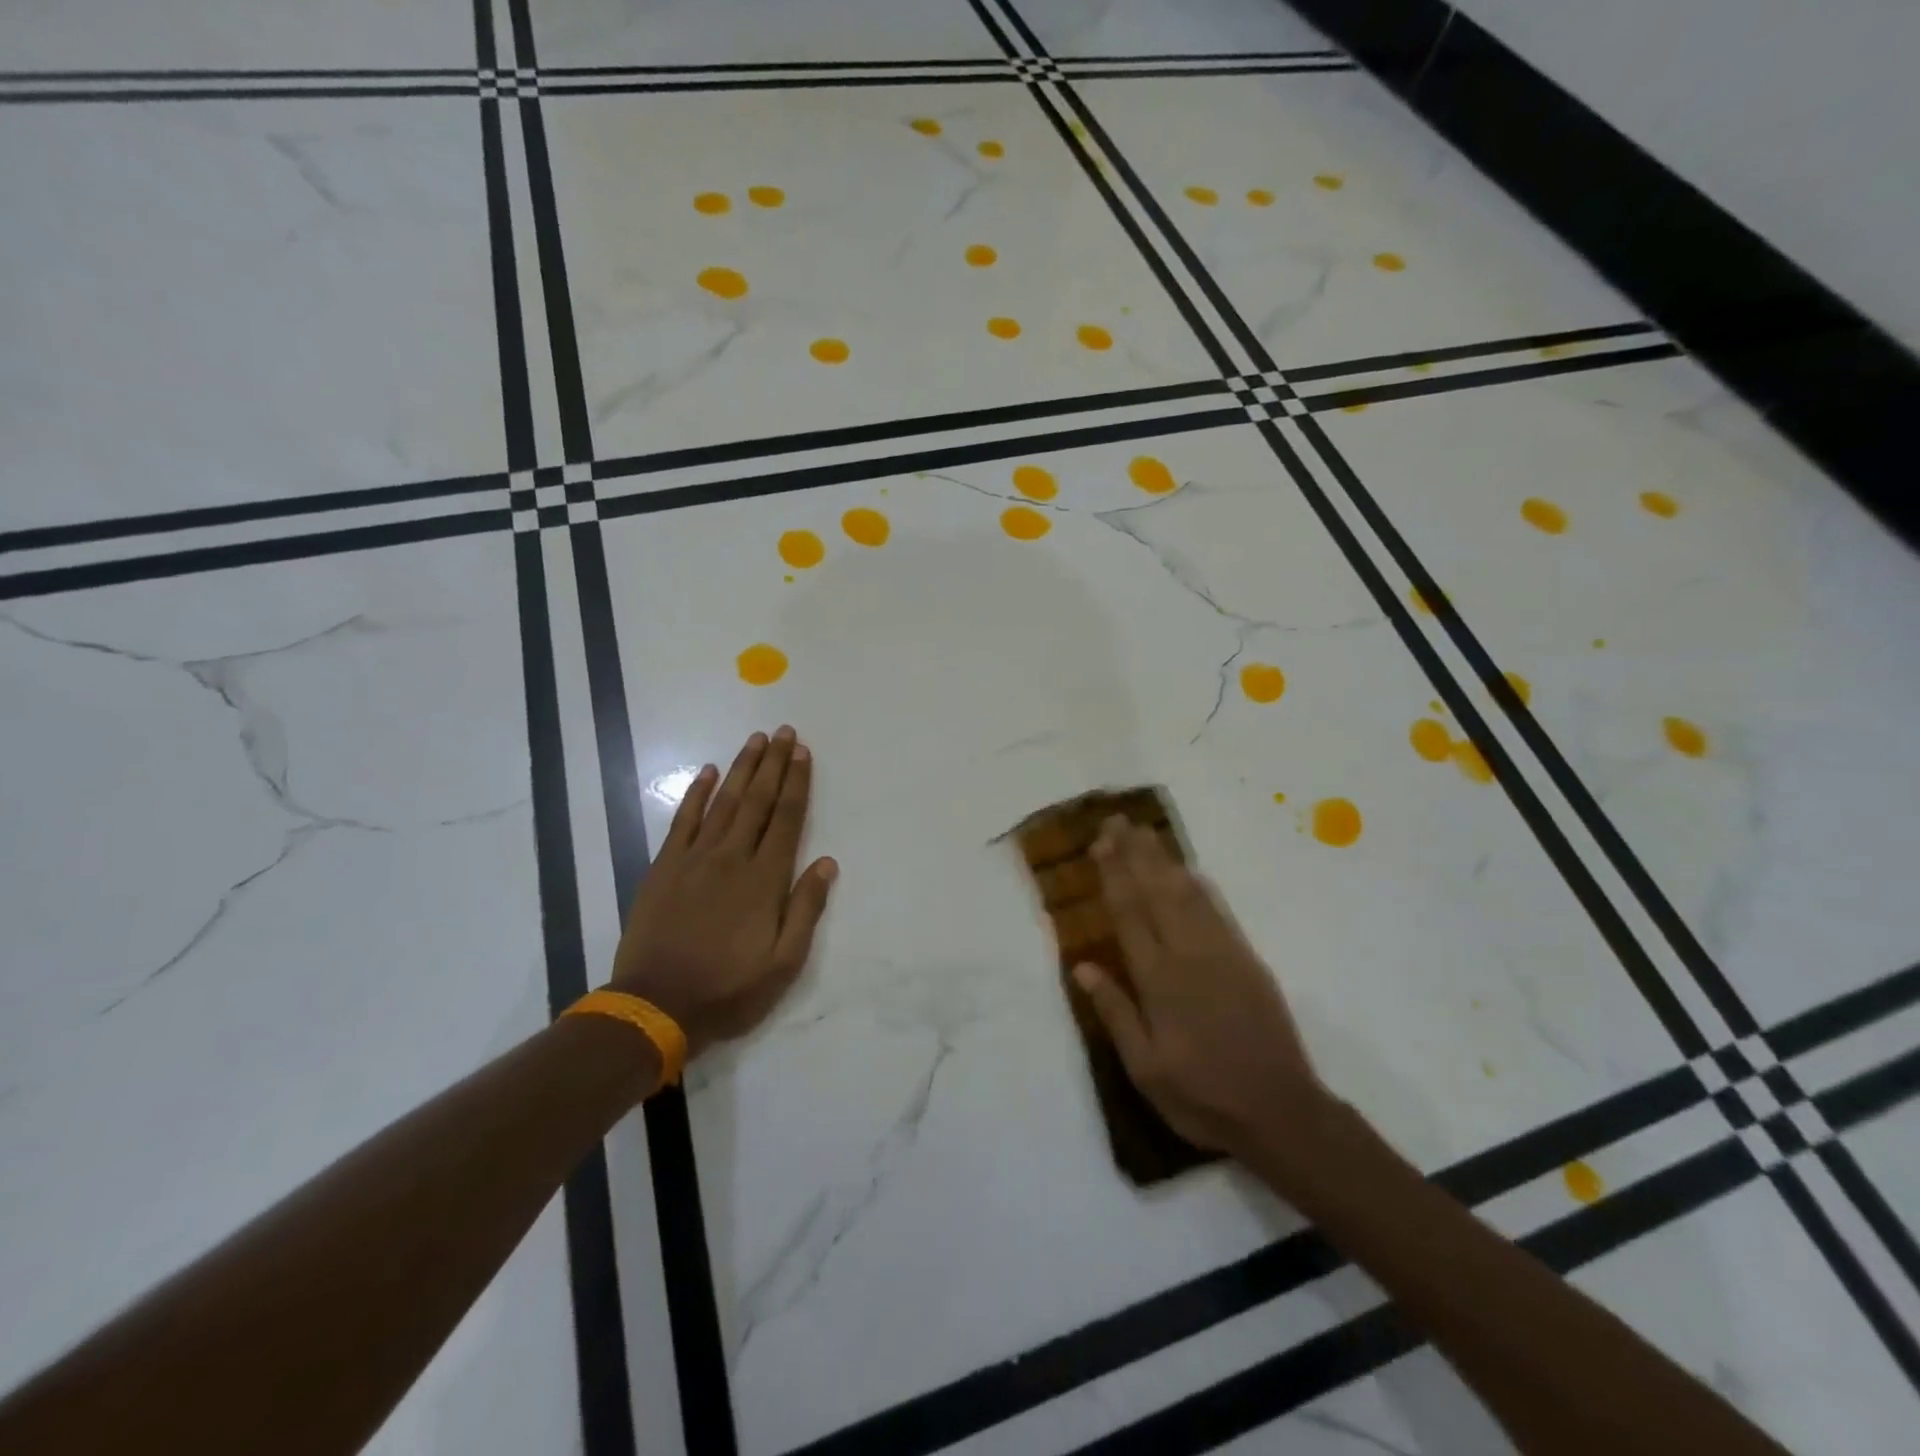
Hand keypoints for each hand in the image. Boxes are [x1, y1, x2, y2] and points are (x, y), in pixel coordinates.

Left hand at [609, 727, 836, 1058]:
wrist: (655, 1006)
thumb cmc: (728, 989)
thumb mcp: (784, 963)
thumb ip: (806, 909)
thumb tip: (827, 863)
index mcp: (764, 879)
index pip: (786, 819)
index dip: (796, 783)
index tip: (803, 753)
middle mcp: (732, 858)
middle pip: (757, 801)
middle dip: (773, 764)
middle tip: (784, 732)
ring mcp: (694, 859)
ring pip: (724, 802)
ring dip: (741, 768)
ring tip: (755, 740)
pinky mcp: (664, 867)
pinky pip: (683, 820)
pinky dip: (696, 794)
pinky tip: (707, 771)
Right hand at [1074, 816, 1324, 1162]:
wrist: (1282, 1112)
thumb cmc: (1203, 1096)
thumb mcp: (1146, 1069)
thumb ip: (1116, 1013)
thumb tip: (1083, 966)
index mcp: (1160, 980)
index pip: (1130, 914)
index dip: (1114, 874)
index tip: (1102, 843)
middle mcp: (1190, 955)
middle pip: (1158, 892)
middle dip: (1136, 853)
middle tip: (1119, 821)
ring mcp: (1223, 953)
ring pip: (1188, 893)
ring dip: (1164, 860)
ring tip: (1146, 833)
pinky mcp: (1248, 960)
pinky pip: (1218, 910)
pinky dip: (1199, 884)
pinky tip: (1189, 871)